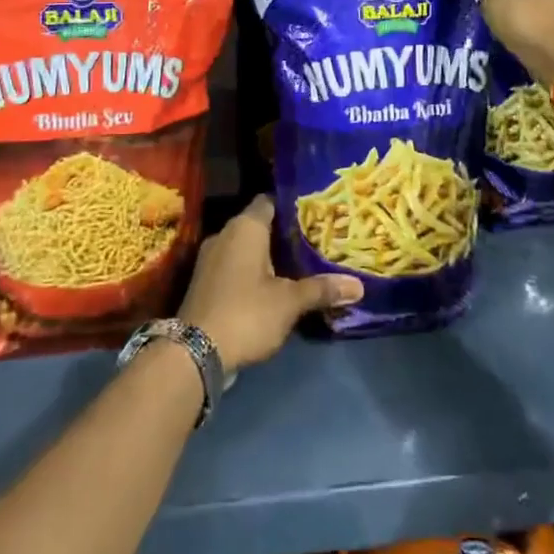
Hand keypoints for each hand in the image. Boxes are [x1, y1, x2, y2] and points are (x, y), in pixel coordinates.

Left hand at [179, 197, 362, 372]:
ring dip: (270, 254)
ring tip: (302, 262)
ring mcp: (212, 258)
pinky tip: (276, 285)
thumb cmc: (246, 313)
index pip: (271, 201)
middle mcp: (225, 234)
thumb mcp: (289, 302)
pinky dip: (254, 271)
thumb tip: (359, 286)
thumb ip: (322, 289)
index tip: (318, 213)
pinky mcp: (206, 281)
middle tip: (318, 239)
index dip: (294, 205)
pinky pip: (236, 265)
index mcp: (245, 227)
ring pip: (247, 247)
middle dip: (286, 233)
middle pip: (260, 224)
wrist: (194, 352)